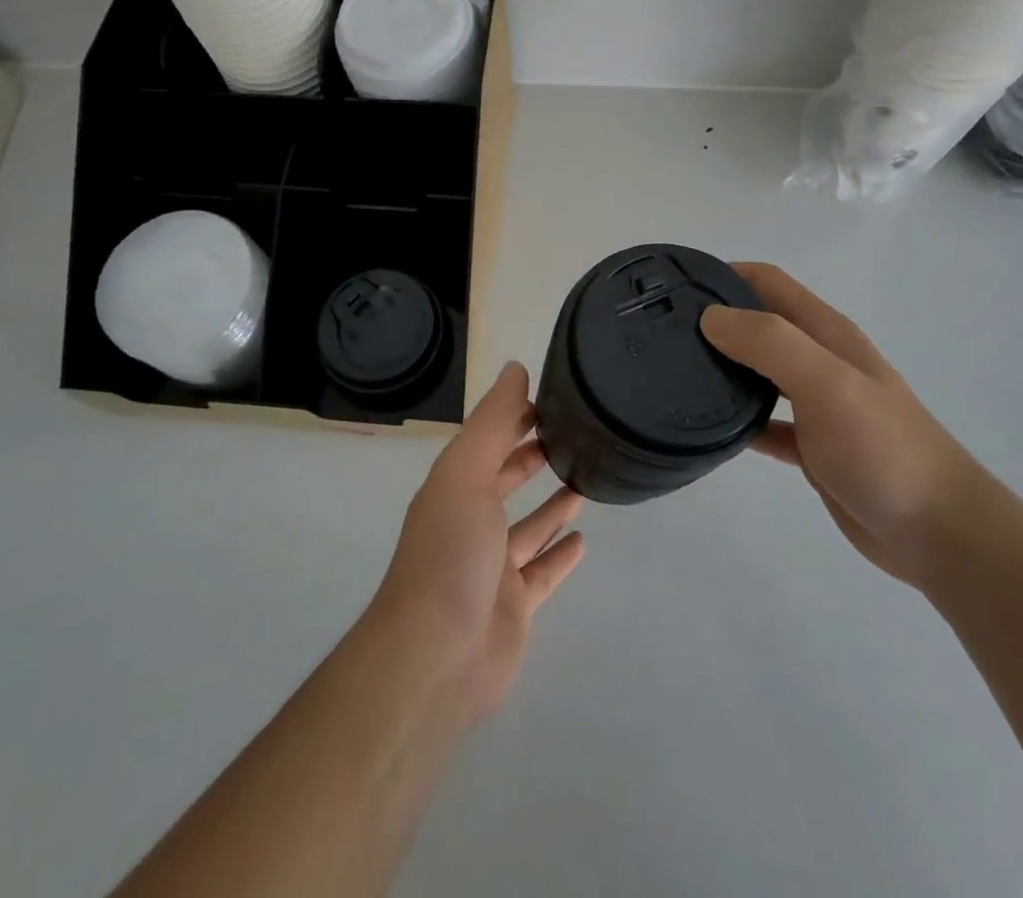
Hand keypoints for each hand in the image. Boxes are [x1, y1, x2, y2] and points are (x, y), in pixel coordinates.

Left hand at [371, 363, 585, 721]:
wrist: (436, 655)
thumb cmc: (450, 551)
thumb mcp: (467, 472)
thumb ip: (493, 421)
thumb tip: (515, 368)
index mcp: (455, 486)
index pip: (489, 439)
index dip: (515, 417)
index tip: (552, 398)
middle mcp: (471, 521)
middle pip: (506, 480)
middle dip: (532, 456)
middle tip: (575, 436)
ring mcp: (492, 567)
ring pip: (528, 527)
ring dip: (552, 505)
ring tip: (587, 480)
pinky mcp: (514, 606)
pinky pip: (542, 573)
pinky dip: (559, 555)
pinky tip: (582, 540)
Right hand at [701, 263, 988, 586]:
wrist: (939, 533)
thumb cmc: (883, 448)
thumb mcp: (827, 383)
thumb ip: (770, 344)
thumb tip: (710, 318)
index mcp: (826, 333)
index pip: (767, 282)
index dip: (724, 273)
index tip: (674, 285)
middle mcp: (820, 360)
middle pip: (758, 323)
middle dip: (714, 318)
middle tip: (662, 331)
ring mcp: (817, 404)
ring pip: (758, 372)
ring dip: (722, 366)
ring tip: (673, 372)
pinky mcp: (813, 447)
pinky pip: (764, 423)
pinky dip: (737, 421)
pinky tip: (708, 431)